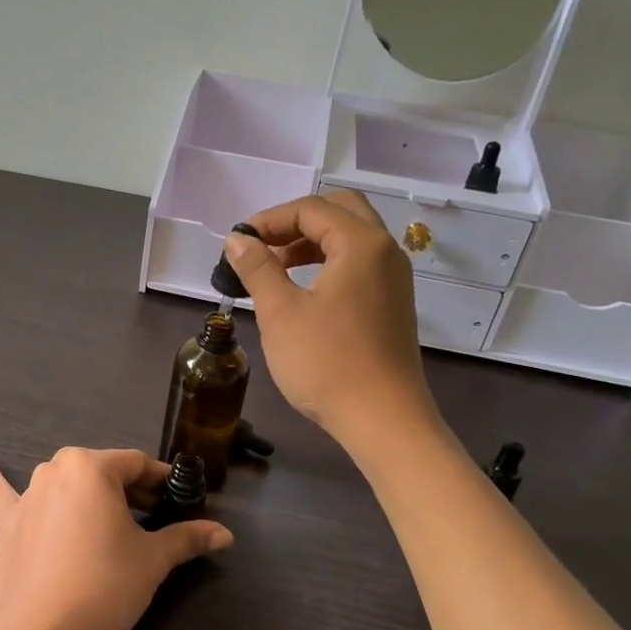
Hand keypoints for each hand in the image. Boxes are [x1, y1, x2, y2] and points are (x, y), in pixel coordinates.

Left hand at [0, 447, 233, 629]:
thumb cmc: (102, 584)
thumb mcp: (152, 561)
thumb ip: (187, 539)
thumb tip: (225, 534)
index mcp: (92, 467)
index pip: (137, 465)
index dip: (162, 482)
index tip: (180, 499)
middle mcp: (56, 469)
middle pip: (103, 474)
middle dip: (129, 492)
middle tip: (153, 519)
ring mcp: (28, 495)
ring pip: (66, 484)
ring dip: (85, 493)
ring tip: (105, 511)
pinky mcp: (7, 523)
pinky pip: (1, 493)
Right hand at [223, 191, 436, 452]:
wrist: (383, 420)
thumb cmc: (327, 363)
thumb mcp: (280, 313)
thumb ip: (258, 268)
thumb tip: (237, 240)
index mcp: (362, 243)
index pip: (311, 209)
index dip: (269, 220)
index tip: (237, 243)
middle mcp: (385, 251)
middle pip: (340, 212)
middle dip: (295, 223)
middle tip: (263, 247)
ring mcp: (394, 279)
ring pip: (351, 238)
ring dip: (312, 243)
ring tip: (275, 268)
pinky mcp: (392, 304)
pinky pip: (359, 264)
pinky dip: (329, 263)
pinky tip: (303, 291)